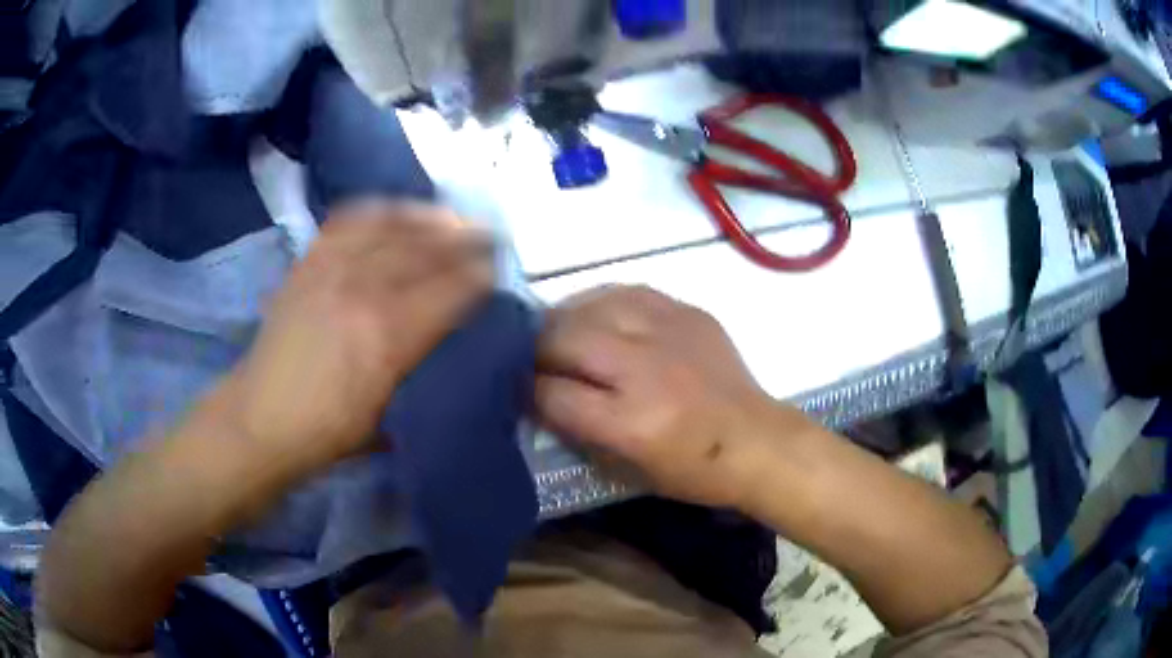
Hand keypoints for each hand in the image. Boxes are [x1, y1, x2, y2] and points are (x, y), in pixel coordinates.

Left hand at [221, 201, 494, 475]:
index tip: (498, 269)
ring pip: (391, 226)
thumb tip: (446, 348)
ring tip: (449, 217)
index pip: (450, 291)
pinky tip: (394, 211)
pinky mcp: (308, 263)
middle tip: (488, 234)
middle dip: (464, 238)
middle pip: (425, 250)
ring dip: (427, 217)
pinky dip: (377, 211)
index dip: (480, 275)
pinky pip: (348, 221)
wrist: (259, 419)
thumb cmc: (326, 433)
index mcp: (389, 338)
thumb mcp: (387, 416)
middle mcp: (363, 291)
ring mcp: (332, 270)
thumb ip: (419, 372)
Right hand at [535, 286, 803, 508]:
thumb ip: (579, 431)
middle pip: (565, 339)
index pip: (552, 393)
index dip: (524, 390)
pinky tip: (596, 313)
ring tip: (555, 330)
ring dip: (563, 317)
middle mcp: (645, 370)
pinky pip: (629, 292)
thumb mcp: (629, 469)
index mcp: (631, 422)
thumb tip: (539, 396)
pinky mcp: (688, 313)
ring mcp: (669, 334)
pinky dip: (602, 302)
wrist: (757, 441)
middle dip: (534, 347)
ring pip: (593, 307)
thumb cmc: (693, 470)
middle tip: (527, 354)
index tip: (513, 387)